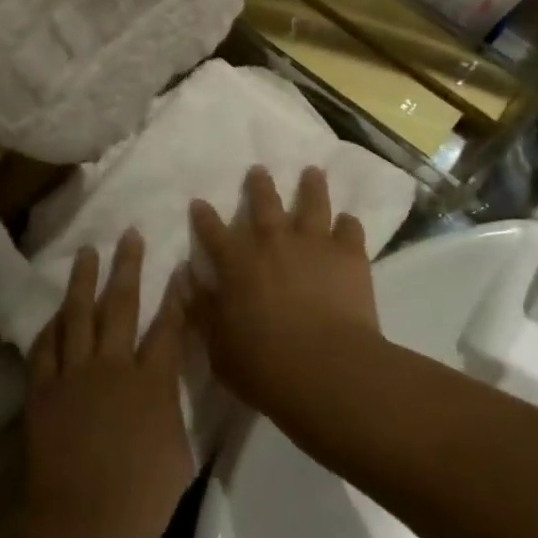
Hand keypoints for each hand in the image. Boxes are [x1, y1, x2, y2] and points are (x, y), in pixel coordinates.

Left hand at [19, 234, 192, 537]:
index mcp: (151, 382)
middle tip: (129, 235)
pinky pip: (45, 347)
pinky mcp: (43, 390)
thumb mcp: (179, 456)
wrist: (80, 528)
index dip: (176, 296)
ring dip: (84, 280)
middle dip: (128, 267)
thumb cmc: (140, 501)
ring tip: (87, 252)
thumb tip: (169, 387)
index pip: (168, 328)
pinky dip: (51, 326)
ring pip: (78, 315)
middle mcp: (112, 366)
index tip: (179, 267)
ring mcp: (74, 375)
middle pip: (121, 305)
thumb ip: (174, 412)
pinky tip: (55, 312)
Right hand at [186, 166, 380, 424]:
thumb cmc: (263, 365)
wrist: (326, 368)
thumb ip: (202, 307)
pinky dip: (348, 224)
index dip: (203, 217)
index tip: (199, 202)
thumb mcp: (218, 344)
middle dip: (259, 185)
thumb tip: (187, 277)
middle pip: (264, 203)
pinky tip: (348, 220)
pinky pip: (350, 229)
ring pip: (311, 203)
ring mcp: (312, 243)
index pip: (212, 232)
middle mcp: (272, 241)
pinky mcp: (348, 254)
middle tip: (259, 170)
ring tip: (312, 172)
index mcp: (236, 262)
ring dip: (311, 187)